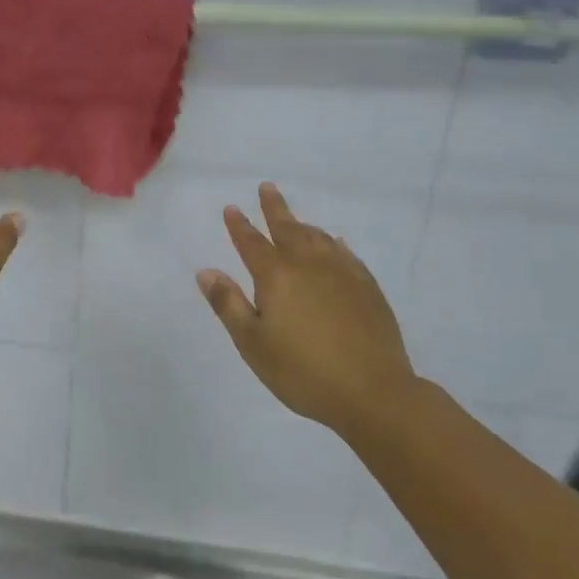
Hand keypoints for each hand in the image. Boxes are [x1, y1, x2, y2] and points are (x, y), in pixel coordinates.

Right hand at [197, 183, 419, 435]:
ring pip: (318, 238)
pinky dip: (335, 243)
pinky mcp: (368, 287)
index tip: (231, 207)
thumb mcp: (253, 343)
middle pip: (288, 228)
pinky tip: (335, 243)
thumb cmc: (302, 371)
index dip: (239, 225)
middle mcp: (309, 265)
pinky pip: (346, 254)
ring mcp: (342, 273)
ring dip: (302, 224)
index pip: (251, 242)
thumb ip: (229, 304)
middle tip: (266, 187)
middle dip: (274, 208)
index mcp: (276, 276)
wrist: (372, 392)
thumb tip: (206, 271)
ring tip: (294, 218)